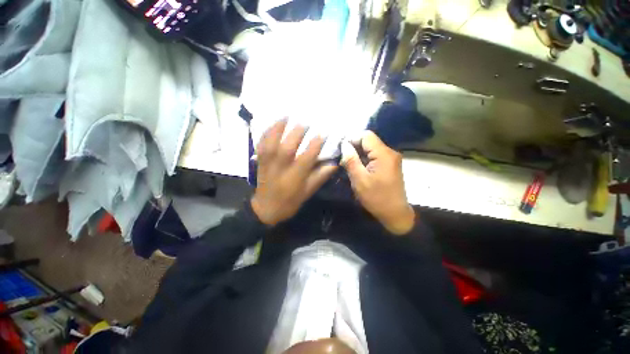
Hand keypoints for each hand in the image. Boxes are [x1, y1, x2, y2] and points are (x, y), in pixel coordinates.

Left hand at [251, 120, 337, 225]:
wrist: (266, 209)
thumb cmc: (289, 202)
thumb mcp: (307, 192)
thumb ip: (320, 177)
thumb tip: (334, 163)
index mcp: (294, 178)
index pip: (306, 159)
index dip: (314, 146)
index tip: (323, 134)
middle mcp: (280, 169)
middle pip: (287, 148)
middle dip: (296, 133)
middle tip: (306, 122)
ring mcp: (268, 164)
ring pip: (271, 144)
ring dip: (278, 128)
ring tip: (287, 115)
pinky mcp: (260, 162)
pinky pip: (261, 145)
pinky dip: (266, 133)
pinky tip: (272, 124)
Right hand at [341, 131, 414, 234]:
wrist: (395, 214)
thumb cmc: (376, 198)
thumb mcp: (359, 180)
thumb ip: (351, 160)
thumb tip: (344, 144)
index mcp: (384, 154)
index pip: (366, 135)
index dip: (351, 139)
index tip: (340, 149)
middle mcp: (390, 152)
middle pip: (368, 141)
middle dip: (354, 147)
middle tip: (342, 159)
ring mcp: (391, 158)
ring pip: (370, 149)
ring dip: (358, 154)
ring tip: (348, 165)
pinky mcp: (389, 165)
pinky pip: (374, 156)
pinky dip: (364, 160)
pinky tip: (357, 168)